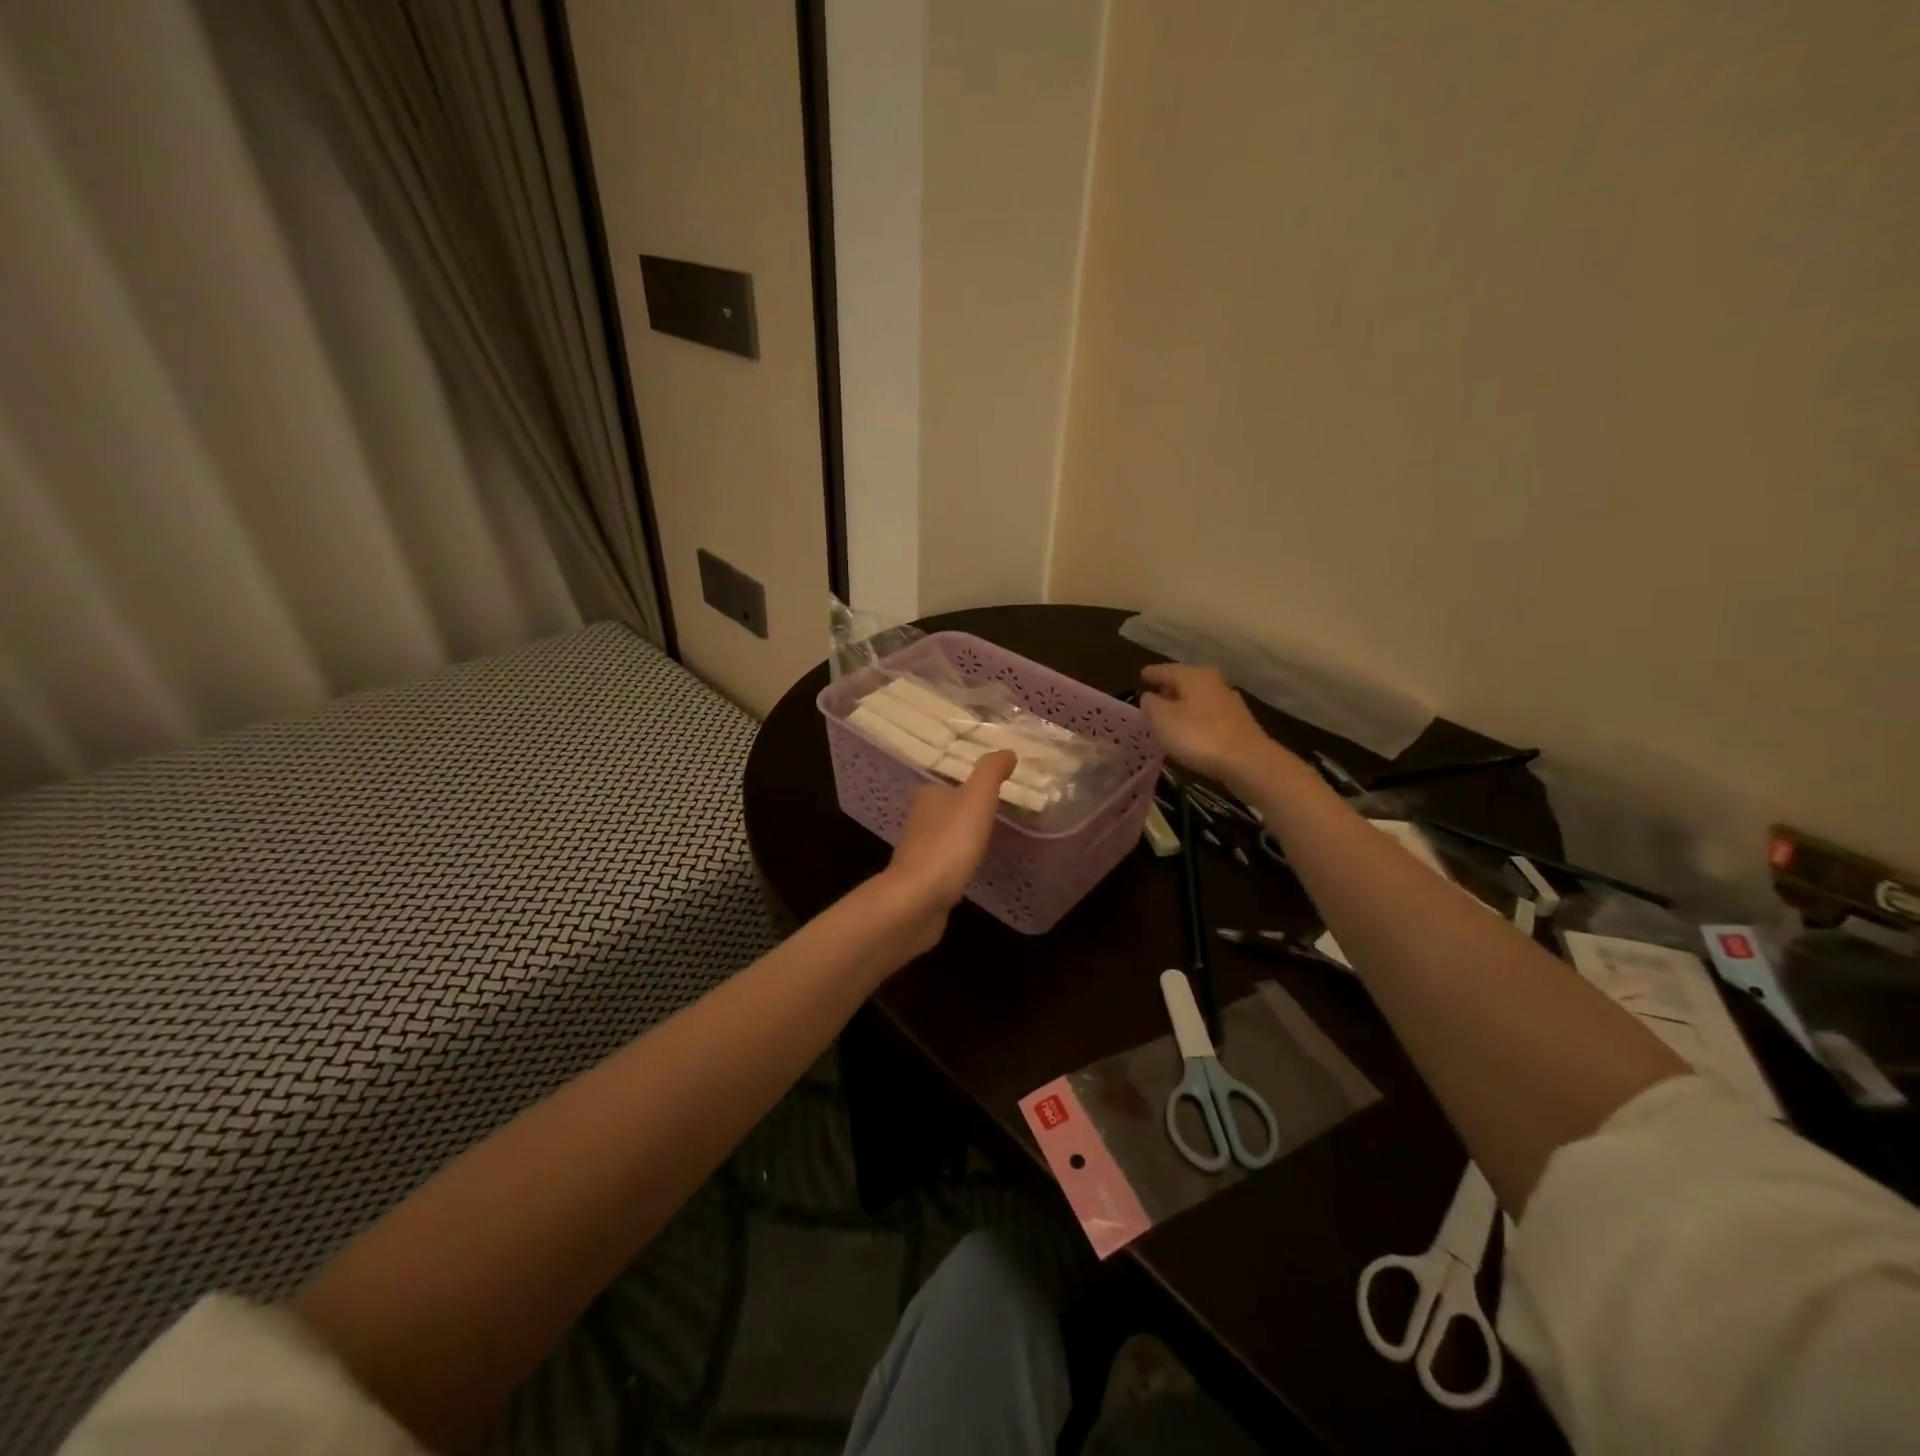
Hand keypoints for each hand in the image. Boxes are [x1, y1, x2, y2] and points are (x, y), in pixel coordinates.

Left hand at [876, 751, 1015, 950]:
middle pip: (945, 809)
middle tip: (997, 812)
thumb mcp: (976, 799)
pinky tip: (971, 867)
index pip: (948, 782)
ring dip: (961, 836)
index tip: (993, 789)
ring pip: (944, 836)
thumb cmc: (949, 843)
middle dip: (965, 810)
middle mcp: (918, 820)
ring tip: (989, 839)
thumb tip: (1007, 751)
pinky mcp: (922, 880)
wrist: (917, 900)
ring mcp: (918, 852)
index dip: (969, 784)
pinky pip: (944, 864)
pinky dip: (957, 862)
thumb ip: (991, 772)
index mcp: (928, 796)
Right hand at [1139, 664, 1276, 787]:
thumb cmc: (1198, 735)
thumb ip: (1151, 705)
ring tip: (1167, 717)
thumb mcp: (1163, 720)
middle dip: (1167, 690)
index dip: (1150, 674)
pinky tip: (1189, 731)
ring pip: (1197, 698)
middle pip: (1183, 682)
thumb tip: (1149, 697)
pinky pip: (1207, 715)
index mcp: (1192, 675)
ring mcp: (1228, 701)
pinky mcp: (1237, 722)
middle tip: (1151, 699)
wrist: (1247, 761)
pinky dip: (1195, 719)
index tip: (1140, 676)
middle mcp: (1212, 681)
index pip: (1164, 670)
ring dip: (1182, 706)